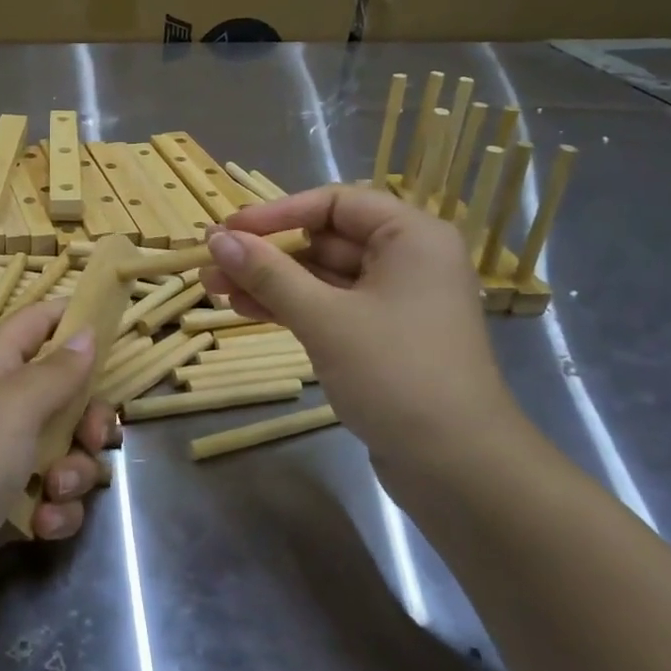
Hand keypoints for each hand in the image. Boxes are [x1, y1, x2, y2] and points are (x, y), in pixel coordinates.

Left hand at [0, 301, 116, 575]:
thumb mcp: (15, 405)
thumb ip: (57, 371)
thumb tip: (86, 332)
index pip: (39, 322)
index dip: (74, 319)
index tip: (115, 333)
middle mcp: (0, 405)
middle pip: (66, 394)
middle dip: (90, 419)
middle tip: (93, 438)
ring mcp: (1, 457)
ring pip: (65, 450)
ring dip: (74, 473)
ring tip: (55, 491)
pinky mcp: (4, 505)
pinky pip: (50, 496)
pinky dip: (54, 511)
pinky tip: (42, 526)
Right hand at [200, 186, 524, 477]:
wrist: (458, 468)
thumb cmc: (396, 374)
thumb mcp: (324, 318)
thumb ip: (268, 273)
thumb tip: (217, 238)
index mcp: (411, 236)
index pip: (335, 203)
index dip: (276, 213)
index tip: (228, 230)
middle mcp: (407, 259)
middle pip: (325, 239)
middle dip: (266, 253)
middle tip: (212, 265)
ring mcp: (395, 301)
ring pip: (322, 277)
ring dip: (271, 282)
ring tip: (216, 290)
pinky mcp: (383, 338)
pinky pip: (330, 307)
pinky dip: (291, 307)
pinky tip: (247, 310)